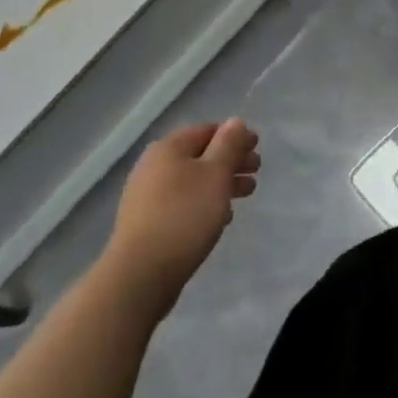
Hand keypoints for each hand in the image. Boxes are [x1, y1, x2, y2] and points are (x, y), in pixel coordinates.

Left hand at [104, 120, 259, 320]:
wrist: (140, 276)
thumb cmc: (184, 216)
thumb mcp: (216, 174)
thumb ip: (229, 145)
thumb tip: (235, 121)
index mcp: (169, 148)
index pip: (207, 130)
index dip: (235, 135)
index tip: (257, 147)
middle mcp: (154, 167)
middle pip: (200, 156)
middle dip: (231, 161)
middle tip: (256, 172)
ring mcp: (147, 197)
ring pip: (193, 181)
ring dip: (221, 184)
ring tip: (246, 194)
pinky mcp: (148, 224)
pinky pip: (183, 204)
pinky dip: (204, 204)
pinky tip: (220, 218)